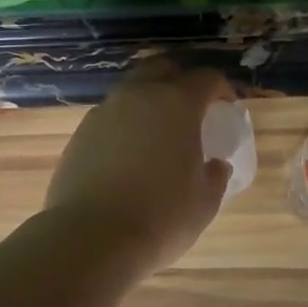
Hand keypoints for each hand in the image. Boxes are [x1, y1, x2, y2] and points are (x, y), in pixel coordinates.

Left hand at [43, 59, 234, 278]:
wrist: (90, 238)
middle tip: (192, 107)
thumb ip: (215, 176)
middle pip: (162, 68)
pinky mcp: (80, 134)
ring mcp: (104, 112)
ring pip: (132, 90)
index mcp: (177, 104)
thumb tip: (215, 164)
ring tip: (158, 131)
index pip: (206, 79)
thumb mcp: (204, 202)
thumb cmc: (160, 218)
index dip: (222, 89)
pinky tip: (129, 153)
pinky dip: (125, 124)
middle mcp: (138, 96)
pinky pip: (110, 116)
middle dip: (181, 80)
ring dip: (149, 100)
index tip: (227, 107)